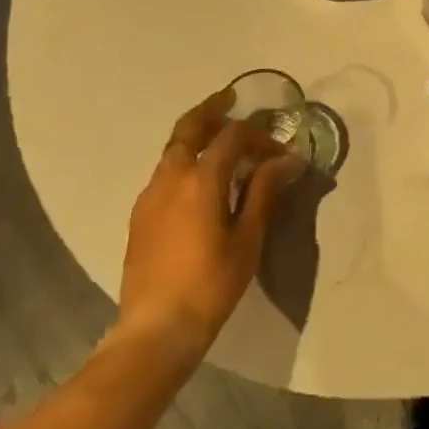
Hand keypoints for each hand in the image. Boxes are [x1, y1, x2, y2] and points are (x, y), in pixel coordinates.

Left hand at [112, 87, 300, 359]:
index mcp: (200, 180)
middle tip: (231, 99)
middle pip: (189, 128)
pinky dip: (184, 159)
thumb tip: (287, 159)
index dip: (259, 136)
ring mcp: (150, 196)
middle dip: (212, 110)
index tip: (280, 152)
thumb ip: (264, 192)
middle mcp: (170, 178)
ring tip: (219, 137)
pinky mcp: (140, 215)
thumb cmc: (210, 284)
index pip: (232, 137)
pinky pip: (165, 172)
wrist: (155, 329)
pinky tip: (200, 179)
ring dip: (196, 134)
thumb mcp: (247, 238)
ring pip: (173, 149)